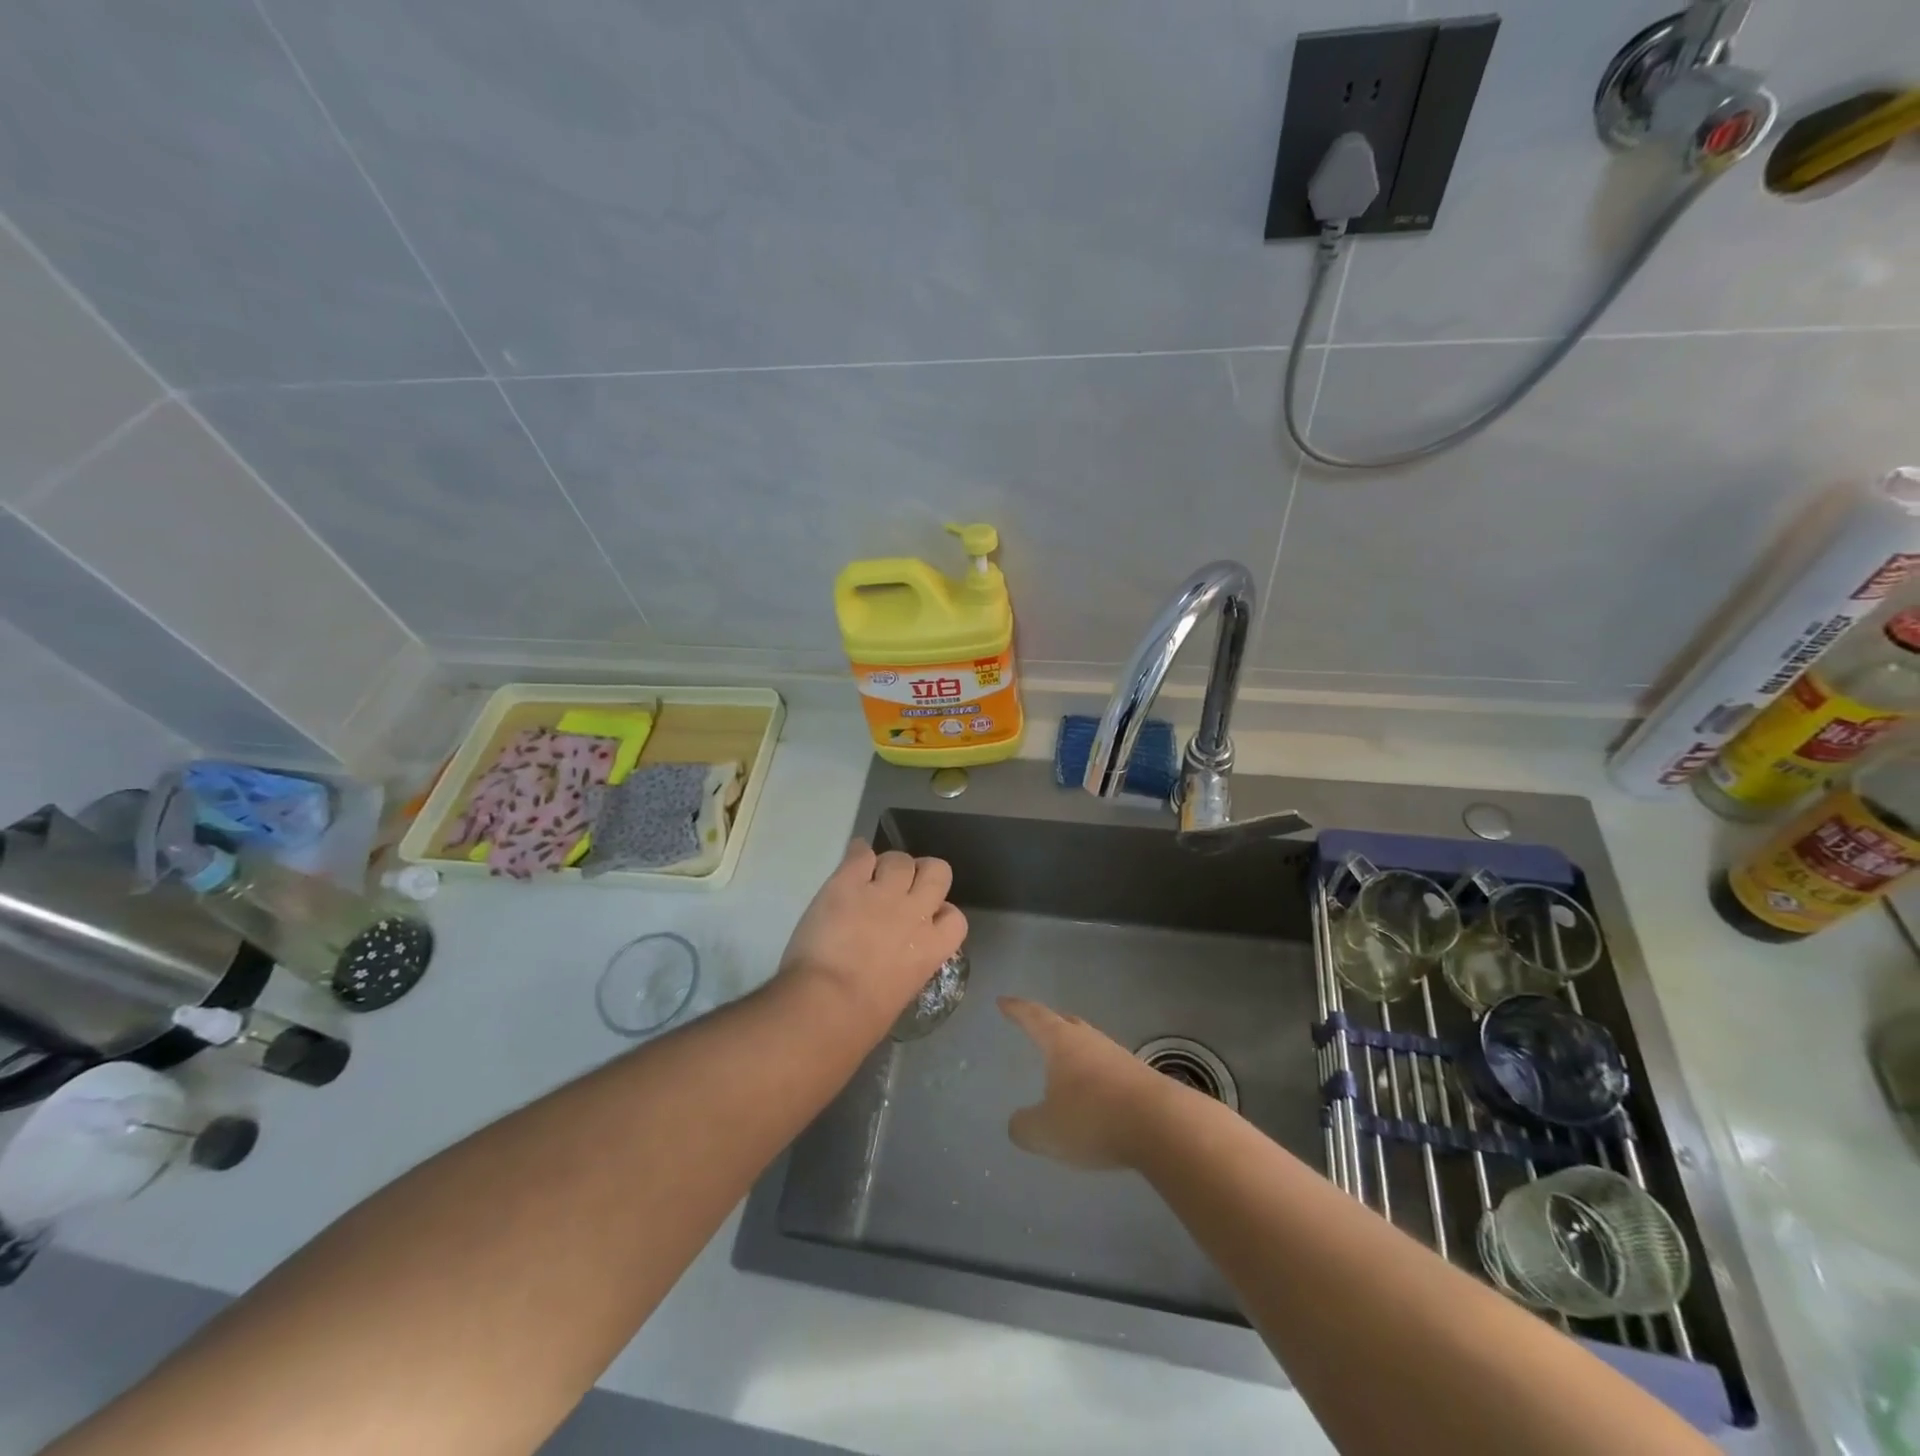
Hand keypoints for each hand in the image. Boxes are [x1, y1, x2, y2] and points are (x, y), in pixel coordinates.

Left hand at [778, 839, 966, 1025]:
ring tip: (872, 877)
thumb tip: (897, 956)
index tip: (925, 920)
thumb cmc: (863, 1019)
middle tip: (903, 886)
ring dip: (889, 866)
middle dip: (923, 874)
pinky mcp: (848, 882)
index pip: (955, 916)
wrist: (826, 1003)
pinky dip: (858, 854)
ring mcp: (882, 893)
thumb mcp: (903, 991)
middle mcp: (914, 912)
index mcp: (932, 947)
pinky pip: (861, 853)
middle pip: (938, 871)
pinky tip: (853, 862)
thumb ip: (909, 963)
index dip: (940, 913)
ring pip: (900, 859)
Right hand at [998, 997, 1179, 1169]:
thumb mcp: (1046, 1131)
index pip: (1033, 1017)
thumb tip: (1017, 1123)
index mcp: (1061, 1043)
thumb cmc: (1093, 1119)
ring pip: (1090, 1044)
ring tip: (1065, 1059)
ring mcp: (1118, 1056)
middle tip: (1035, 1022)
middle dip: (1048, 1023)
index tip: (1003, 1001)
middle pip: (1066, 1023)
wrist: (1162, 1125)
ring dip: (1075, 1049)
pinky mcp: (1140, 1077)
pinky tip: (1095, 1091)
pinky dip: (1095, 1074)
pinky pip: (1108, 1067)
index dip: (1016, 1009)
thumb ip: (1025, 1127)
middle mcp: (1089, 1041)